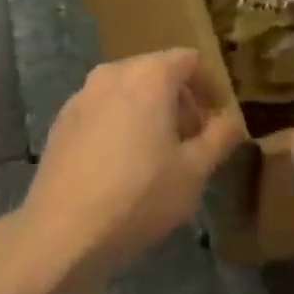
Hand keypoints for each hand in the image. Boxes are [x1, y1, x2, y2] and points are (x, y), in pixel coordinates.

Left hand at [12, 49, 243, 289]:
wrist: (62, 232)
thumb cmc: (139, 196)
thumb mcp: (194, 171)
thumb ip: (220, 137)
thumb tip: (232, 120)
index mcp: (149, 75)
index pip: (190, 60)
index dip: (210, 86)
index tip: (218, 117)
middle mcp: (113, 73)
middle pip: (156, 72)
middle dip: (180, 100)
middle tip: (193, 140)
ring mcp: (81, 96)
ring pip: (127, 91)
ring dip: (149, 112)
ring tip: (159, 155)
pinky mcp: (61, 122)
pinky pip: (102, 110)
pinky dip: (120, 124)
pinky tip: (122, 166)